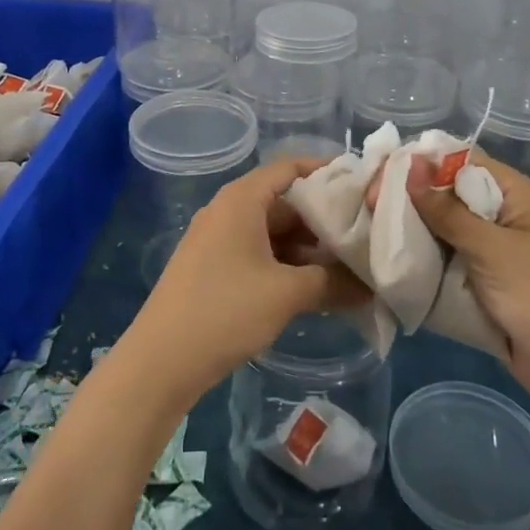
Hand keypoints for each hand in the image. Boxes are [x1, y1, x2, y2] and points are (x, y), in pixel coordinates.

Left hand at [126, 158, 370, 401]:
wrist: (159, 362)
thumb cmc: (224, 311)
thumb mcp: (286, 294)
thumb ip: (332, 283)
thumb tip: (371, 287)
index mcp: (242, 200)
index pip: (289, 167)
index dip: (325, 170)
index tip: (360, 184)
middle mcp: (228, 210)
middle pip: (284, 202)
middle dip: (323, 219)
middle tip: (363, 235)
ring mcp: (217, 240)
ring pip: (273, 232)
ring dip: (307, 248)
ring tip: (347, 266)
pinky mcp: (212, 268)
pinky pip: (258, 253)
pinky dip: (286, 264)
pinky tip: (312, 288)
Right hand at [387, 153, 529, 414]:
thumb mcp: (492, 249)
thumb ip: (447, 210)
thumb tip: (409, 163)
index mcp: (508, 192)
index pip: (454, 160)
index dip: (417, 163)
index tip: (377, 174)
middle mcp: (494, 214)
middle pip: (441, 195)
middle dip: (405, 200)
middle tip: (364, 208)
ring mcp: (485, 251)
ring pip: (436, 231)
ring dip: (408, 233)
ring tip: (365, 233)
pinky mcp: (476, 284)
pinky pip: (441, 263)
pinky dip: (418, 263)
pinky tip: (384, 263)